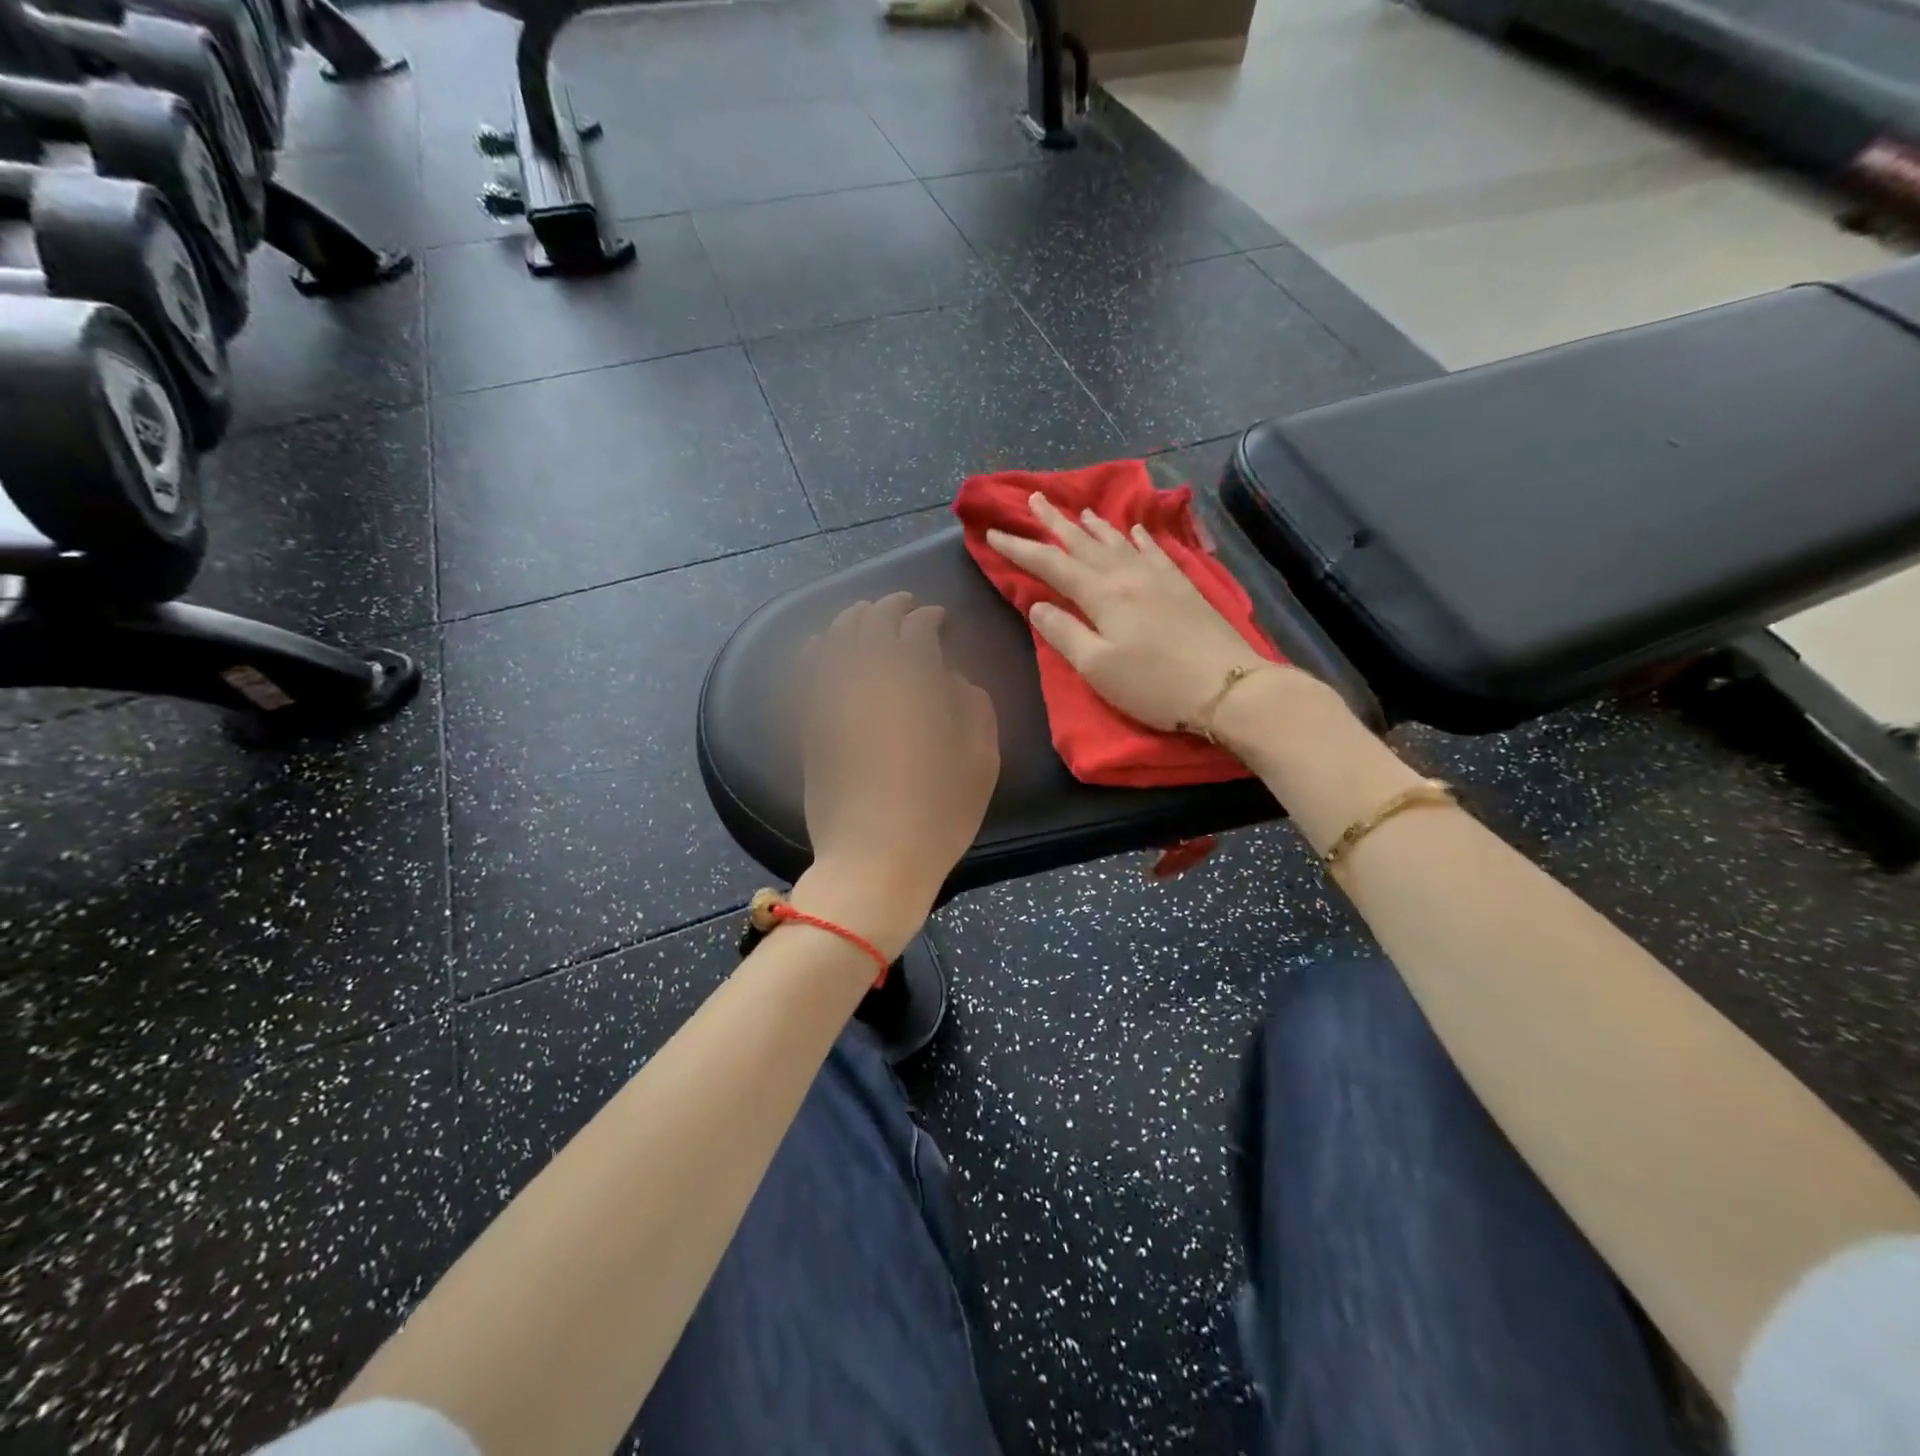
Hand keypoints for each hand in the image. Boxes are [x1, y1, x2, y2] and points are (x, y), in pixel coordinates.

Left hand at [793, 594, 999, 957]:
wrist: (874, 862)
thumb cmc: (939, 814)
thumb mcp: (981, 761)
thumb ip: (973, 706)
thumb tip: (952, 679)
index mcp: (914, 685)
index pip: (917, 630)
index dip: (928, 618)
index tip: (938, 619)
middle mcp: (868, 681)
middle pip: (873, 625)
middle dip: (889, 607)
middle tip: (904, 605)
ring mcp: (832, 702)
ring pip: (836, 641)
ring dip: (853, 621)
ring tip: (865, 616)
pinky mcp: (810, 726)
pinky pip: (806, 674)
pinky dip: (815, 651)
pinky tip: (821, 645)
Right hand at [985, 492, 1271, 732]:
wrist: (1227, 686)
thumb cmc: (1153, 685)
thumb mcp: (1097, 668)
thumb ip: (1063, 633)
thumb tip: (1037, 604)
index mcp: (1101, 594)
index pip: (1051, 564)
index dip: (1020, 549)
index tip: (993, 534)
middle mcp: (1127, 575)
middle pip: (1083, 542)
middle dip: (1053, 521)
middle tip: (1032, 498)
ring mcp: (1158, 576)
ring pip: (1117, 541)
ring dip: (1092, 524)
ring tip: (1076, 509)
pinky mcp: (1182, 585)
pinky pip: (1153, 549)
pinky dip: (1138, 536)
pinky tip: (1135, 529)